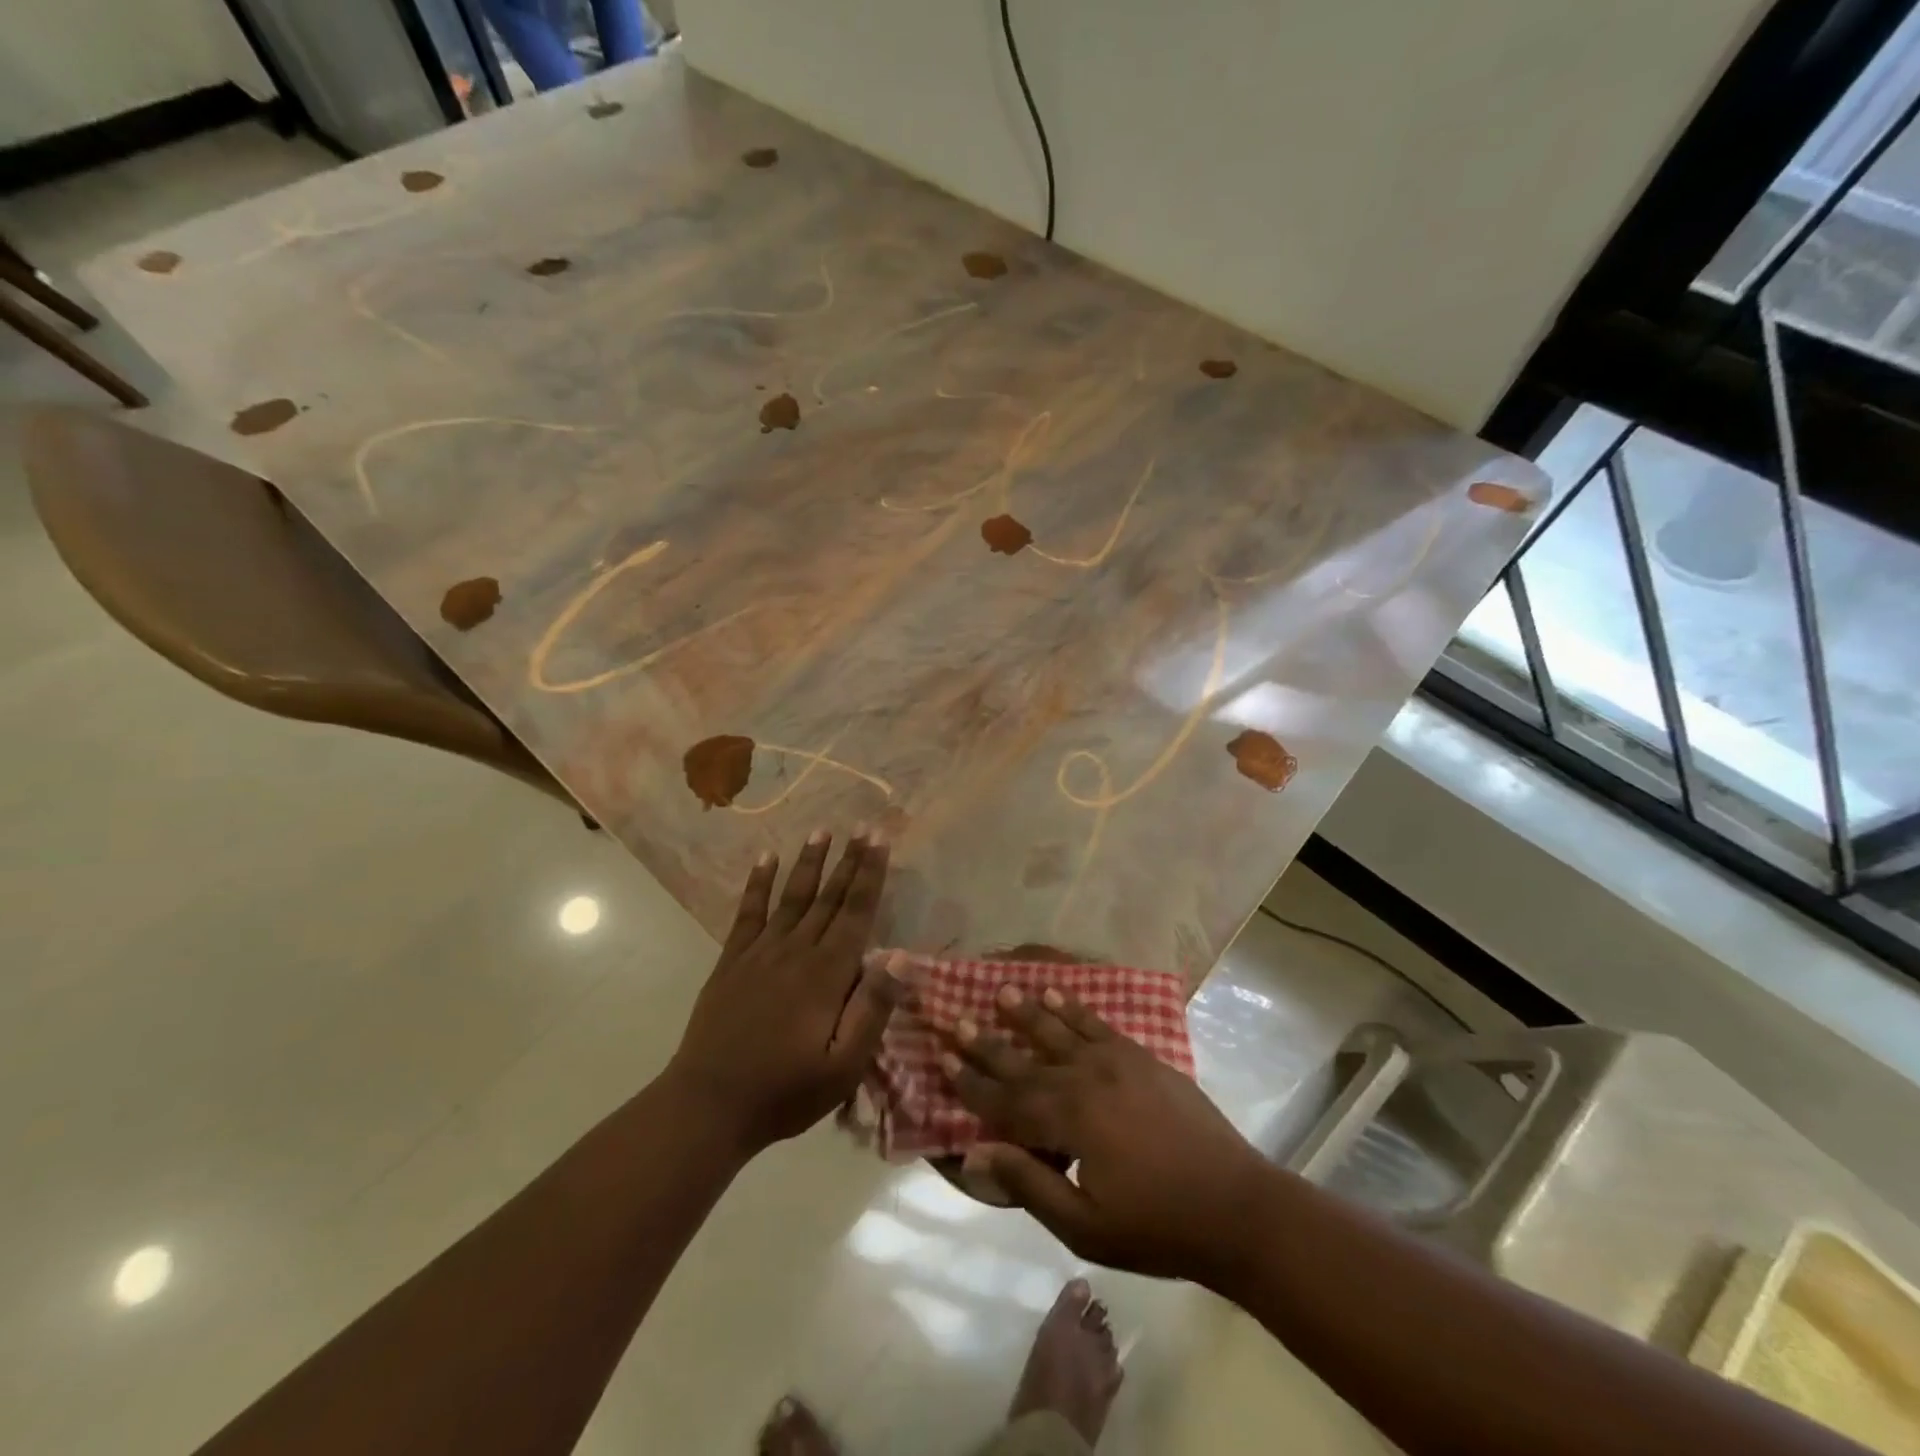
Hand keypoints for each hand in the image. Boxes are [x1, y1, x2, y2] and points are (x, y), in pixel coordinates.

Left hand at [667, 830, 902, 1155]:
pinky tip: (765, 859)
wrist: (708, 1105)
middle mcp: (796, 952)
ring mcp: (760, 953)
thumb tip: (900, 956)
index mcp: (827, 975)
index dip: (870, 875)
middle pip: (829, 897)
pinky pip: (748, 913)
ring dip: (808, 863)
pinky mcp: (732, 961)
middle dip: (849, 860)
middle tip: (863, 826)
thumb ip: (872, 1009)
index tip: (880, 840)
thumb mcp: (843, 1066)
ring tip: (821, 832)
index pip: (856, 913)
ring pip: (792, 897)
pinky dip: (757, 884)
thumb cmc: (785, 1091)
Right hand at [946, 984, 1271, 1282]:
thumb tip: (976, 1154)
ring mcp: (1116, 1062)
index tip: (943, 1060)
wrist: (1236, 1206)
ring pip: (1059, 1030)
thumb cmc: (1158, 1228)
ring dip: (1027, 1013)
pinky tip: (1055, 994)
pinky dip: (1073, 1008)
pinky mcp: (1141, 1057)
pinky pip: (1097, 1024)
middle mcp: (1085, 1080)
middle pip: (1026, 1060)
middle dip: (989, 1043)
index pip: (1007, 1100)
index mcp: (1070, 1121)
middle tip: (957, 1020)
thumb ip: (1030, 1185)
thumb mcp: (1086, 1227)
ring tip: (1002, 991)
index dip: (973, 1084)